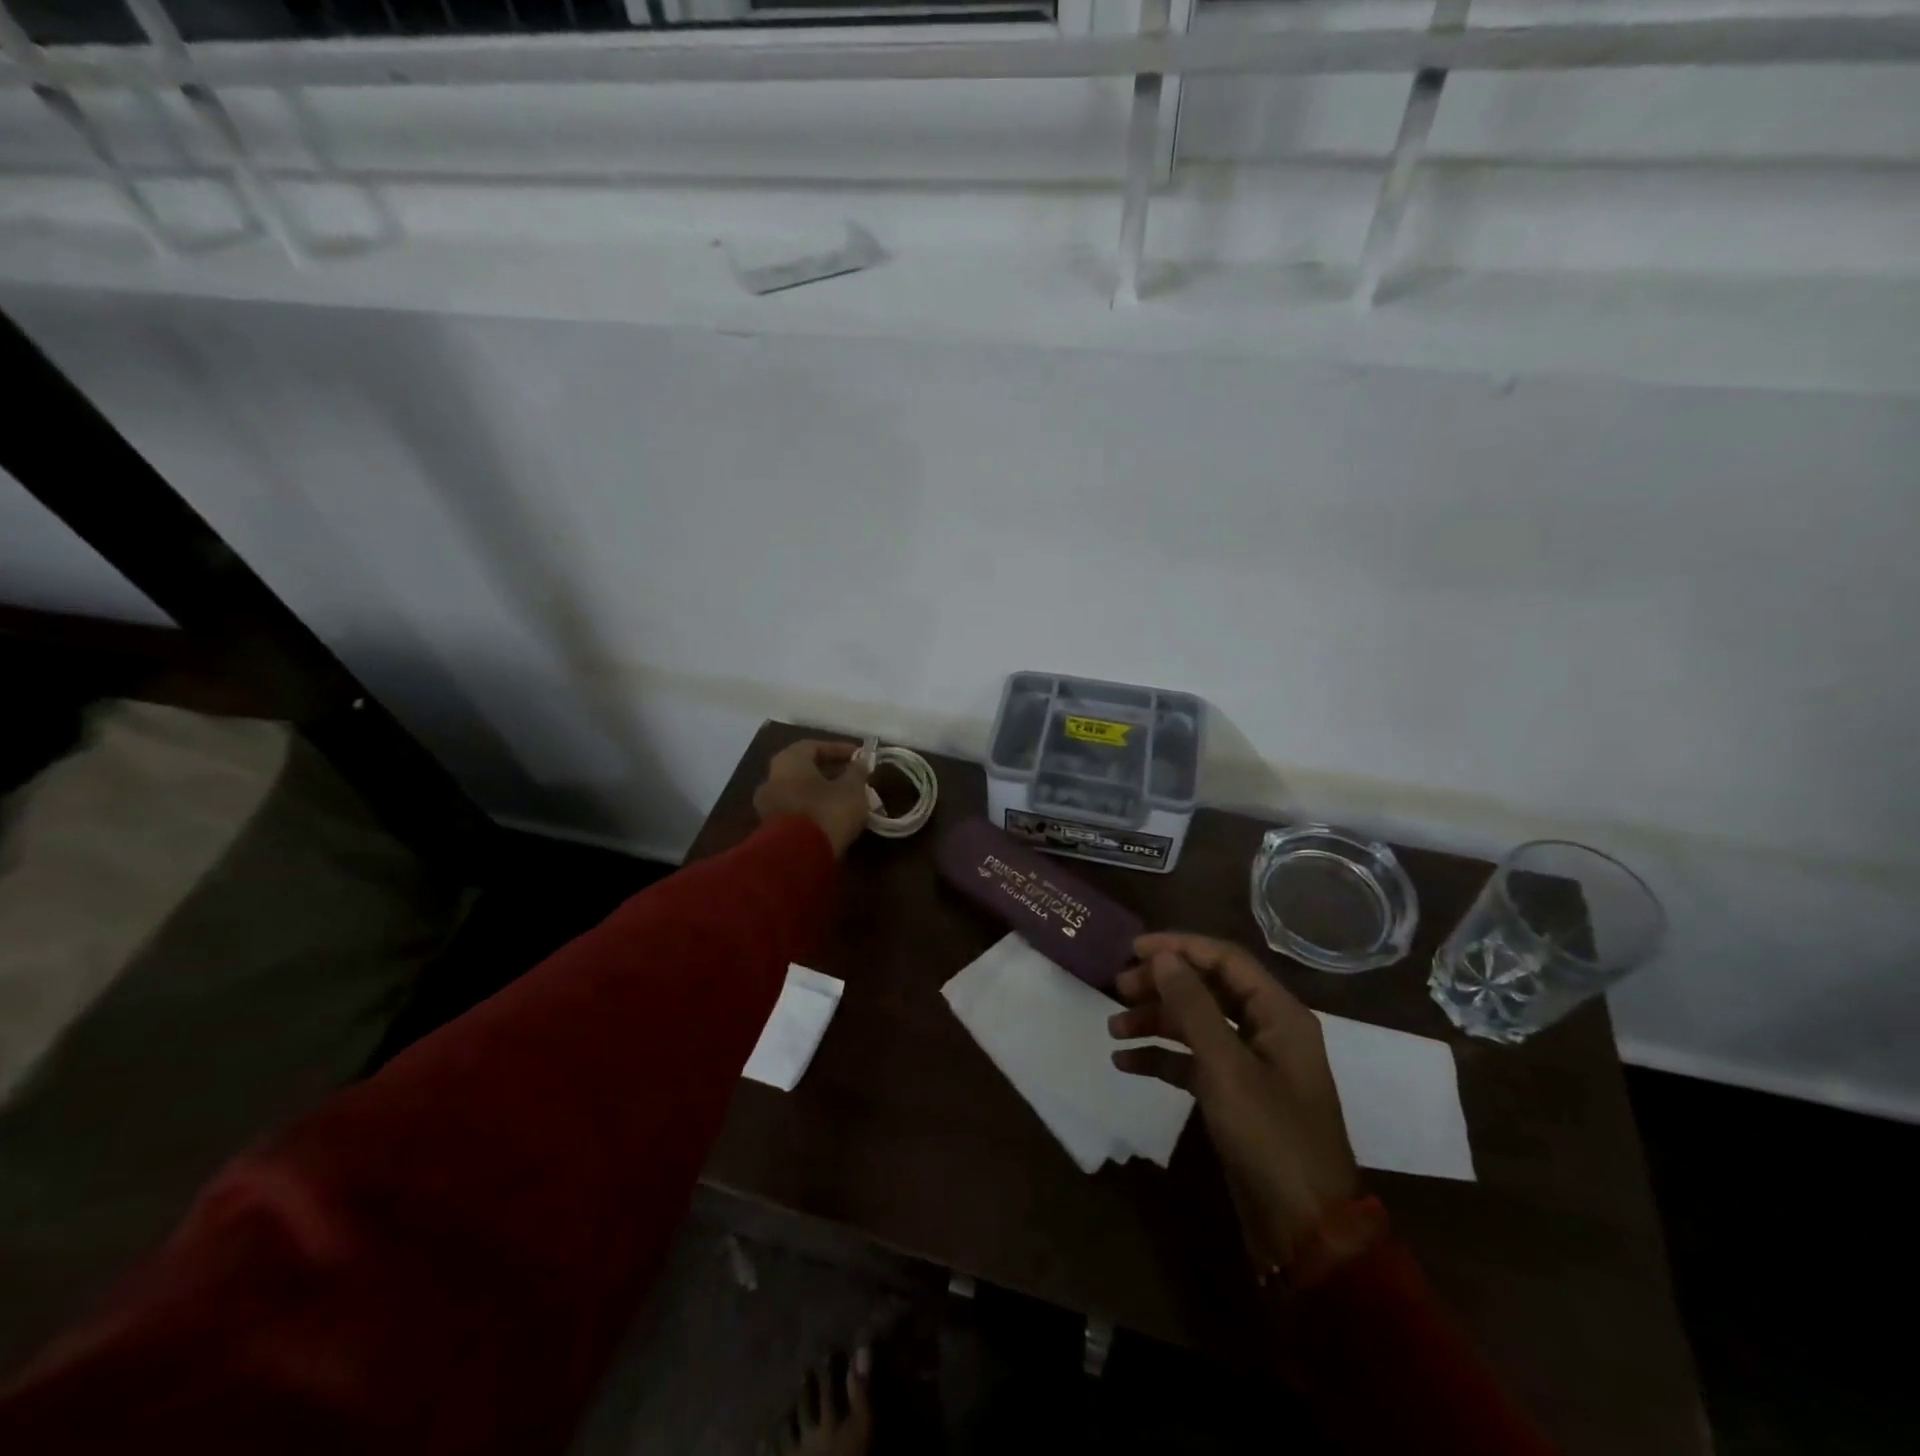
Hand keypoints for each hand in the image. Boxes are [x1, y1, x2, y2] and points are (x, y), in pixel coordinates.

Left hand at [752, 740, 871, 857]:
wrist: (797, 858)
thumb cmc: (826, 812)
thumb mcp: (852, 789)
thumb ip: (857, 772)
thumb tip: (861, 762)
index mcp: (789, 761)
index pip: (814, 746)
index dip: (839, 750)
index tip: (859, 757)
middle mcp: (772, 778)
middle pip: (804, 769)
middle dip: (830, 772)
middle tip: (854, 778)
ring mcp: (768, 806)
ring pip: (800, 792)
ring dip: (822, 793)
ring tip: (847, 800)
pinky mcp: (771, 830)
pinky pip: (797, 812)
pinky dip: (814, 811)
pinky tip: (833, 818)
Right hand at [1108, 933, 1360, 1272]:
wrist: (1305, 1230)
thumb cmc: (1270, 1136)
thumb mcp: (1226, 1067)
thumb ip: (1193, 1006)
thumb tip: (1162, 956)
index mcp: (1278, 1013)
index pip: (1224, 959)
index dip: (1178, 947)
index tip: (1132, 949)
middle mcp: (1266, 1029)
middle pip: (1207, 988)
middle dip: (1162, 984)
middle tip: (1118, 988)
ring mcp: (1250, 1063)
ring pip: (1196, 1023)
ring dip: (1155, 1020)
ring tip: (1113, 1028)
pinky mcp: (1234, 1094)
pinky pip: (1193, 1061)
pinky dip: (1161, 1057)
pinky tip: (1125, 1063)